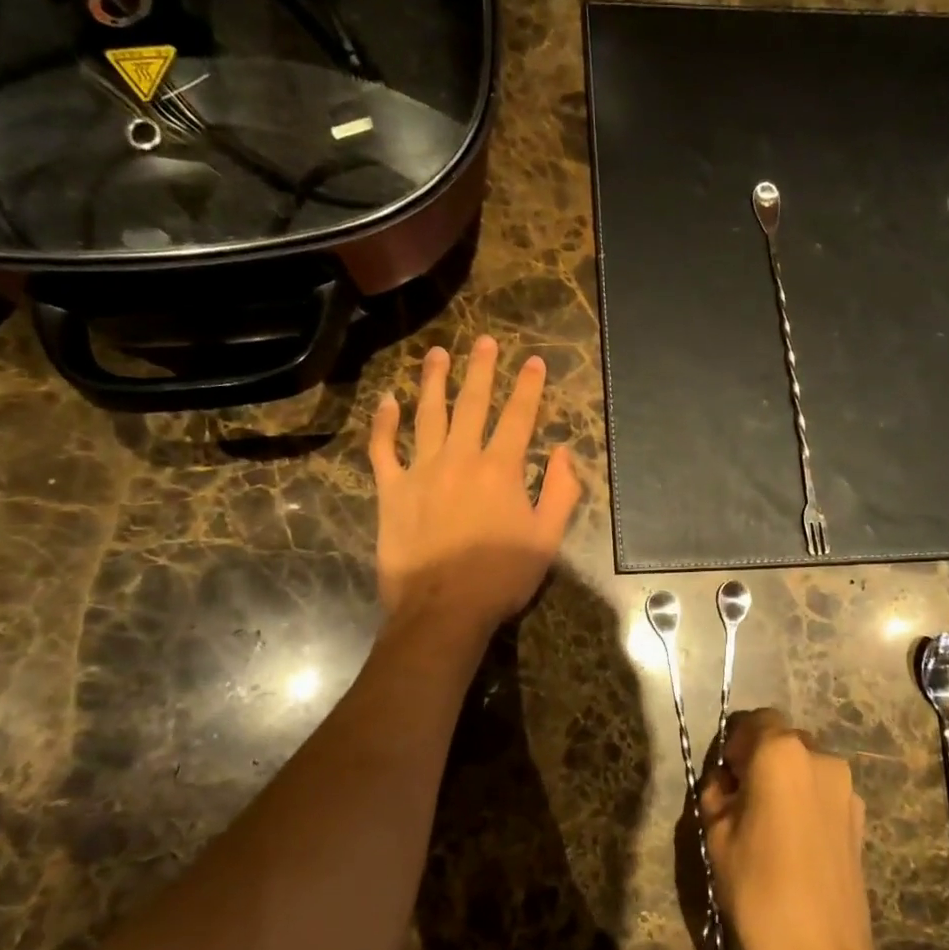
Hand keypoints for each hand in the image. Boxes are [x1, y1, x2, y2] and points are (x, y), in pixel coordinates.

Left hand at [368, 335, 580, 637]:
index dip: (528, 387)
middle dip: (481, 369)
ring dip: (434, 381)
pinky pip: (384, 449)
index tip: (533, 362)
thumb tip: (564, 453)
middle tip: (483, 341)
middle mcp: (461, 458)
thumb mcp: (548, 538)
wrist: (443, 609)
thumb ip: (561, 492)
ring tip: (437, 354)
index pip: (518, 417)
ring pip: (427, 415)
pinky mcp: (391, 490)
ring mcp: (421, 471)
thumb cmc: (501, 577)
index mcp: (501, 469)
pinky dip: (384, 423)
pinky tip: (387, 401)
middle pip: (472, 404)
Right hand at [701, 709, 880, 949]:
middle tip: (742, 800)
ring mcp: (846, 788)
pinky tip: (795, 843)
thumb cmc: (758, 889)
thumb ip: (718, 794)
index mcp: (781, 753)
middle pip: (783, 739)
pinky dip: (806, 801)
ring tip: (769, 825)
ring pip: (806, 766)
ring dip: (785, 780)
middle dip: (760, 759)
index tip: (724, 777)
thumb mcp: (717, 835)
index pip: (755, 720)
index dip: (734, 743)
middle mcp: (820, 757)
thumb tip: (727, 784)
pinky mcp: (860, 819)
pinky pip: (824, 792)